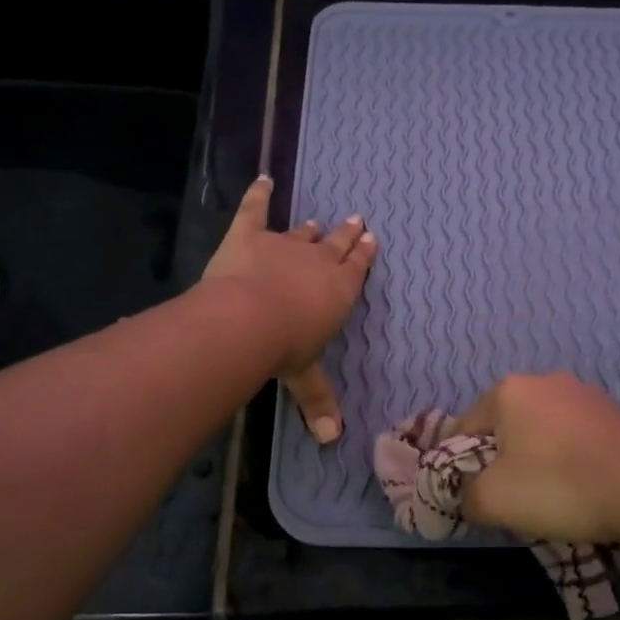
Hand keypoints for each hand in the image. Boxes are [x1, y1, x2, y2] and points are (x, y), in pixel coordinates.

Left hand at [203, 176, 376, 443]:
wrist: (248, 319)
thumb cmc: (285, 349)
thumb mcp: (304, 377)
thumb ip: (318, 402)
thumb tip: (330, 440)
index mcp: (338, 291)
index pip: (356, 268)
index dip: (364, 254)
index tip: (371, 239)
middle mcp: (317, 262)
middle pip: (336, 245)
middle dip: (347, 235)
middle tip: (357, 220)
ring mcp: (283, 244)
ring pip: (302, 233)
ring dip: (311, 228)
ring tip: (318, 221)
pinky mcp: (248, 235)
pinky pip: (255, 209)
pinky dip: (258, 194)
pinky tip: (262, 179)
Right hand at [456, 373, 619, 549]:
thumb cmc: (559, 486)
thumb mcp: (494, 500)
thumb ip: (465, 496)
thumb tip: (467, 496)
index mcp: (507, 390)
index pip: (465, 427)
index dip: (459, 464)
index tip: (470, 495)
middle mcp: (543, 380)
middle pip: (504, 425)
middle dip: (500, 458)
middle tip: (508, 497)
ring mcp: (582, 393)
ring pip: (540, 429)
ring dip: (535, 457)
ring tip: (546, 495)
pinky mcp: (612, 411)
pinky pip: (573, 435)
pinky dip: (567, 457)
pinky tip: (578, 485)